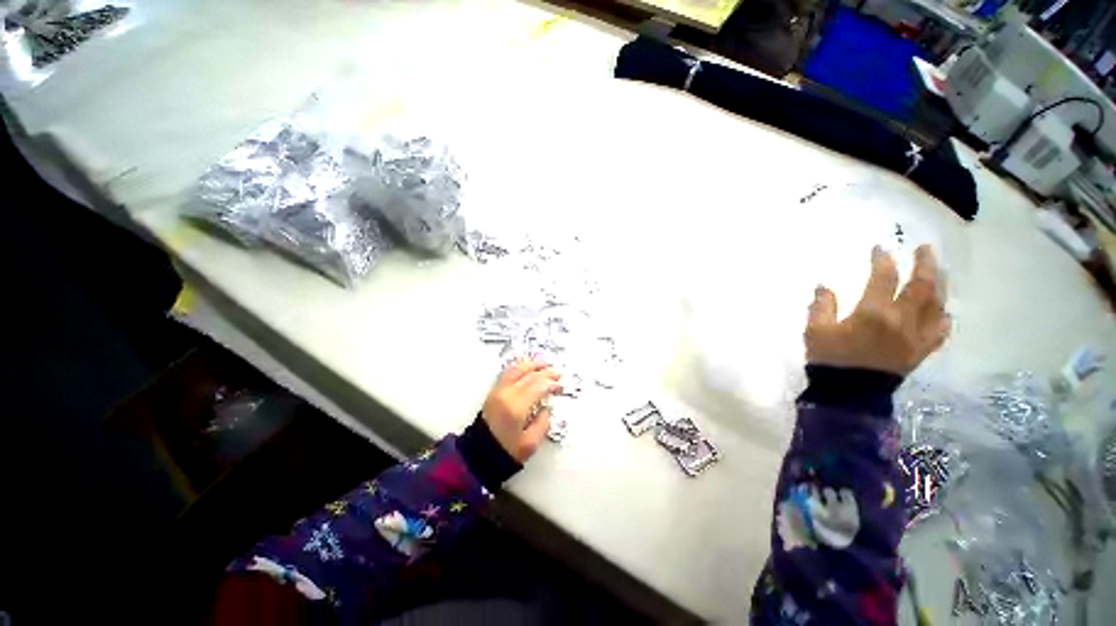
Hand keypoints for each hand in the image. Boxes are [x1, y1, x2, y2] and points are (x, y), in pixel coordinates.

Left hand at [481, 360, 562, 462]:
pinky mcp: (493, 392)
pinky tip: (526, 367)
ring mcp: (498, 391)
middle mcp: (506, 394)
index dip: (551, 383)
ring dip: (531, 364)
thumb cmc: (505, 452)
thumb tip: (546, 408)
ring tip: (543, 364)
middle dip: (545, 371)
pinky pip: (507, 373)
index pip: (538, 385)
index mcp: (517, 406)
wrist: (478, 456)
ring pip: (516, 369)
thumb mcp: (530, 443)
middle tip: (556, 372)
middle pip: (529, 374)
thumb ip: (542, 423)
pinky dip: (519, 367)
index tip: (560, 385)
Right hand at [805, 245, 949, 375]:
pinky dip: (943, 316)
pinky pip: (941, 330)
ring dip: (939, 284)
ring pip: (937, 304)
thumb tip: (824, 286)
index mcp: (873, 313)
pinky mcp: (922, 350)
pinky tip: (941, 309)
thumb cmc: (830, 359)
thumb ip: (821, 306)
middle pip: (922, 286)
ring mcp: (917, 335)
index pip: (884, 278)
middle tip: (924, 249)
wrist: (849, 393)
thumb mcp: (815, 331)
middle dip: (924, 264)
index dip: (883, 260)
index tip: (880, 249)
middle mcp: (902, 320)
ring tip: (937, 272)